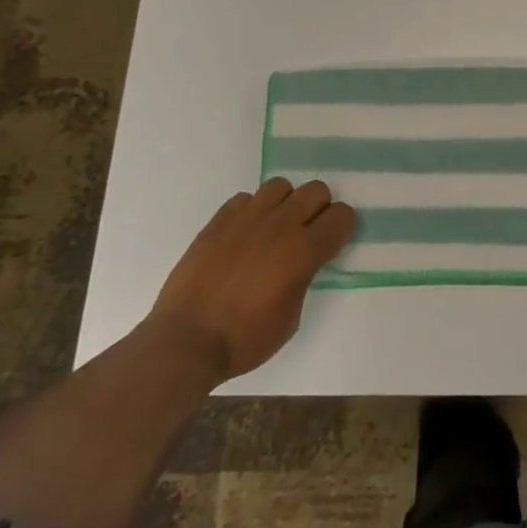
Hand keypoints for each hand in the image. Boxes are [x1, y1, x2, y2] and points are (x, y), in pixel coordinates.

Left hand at [147, 178, 355, 384]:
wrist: (185, 342)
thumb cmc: (244, 339)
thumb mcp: (291, 317)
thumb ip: (304, 278)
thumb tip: (303, 262)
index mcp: (303, 251)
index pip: (342, 215)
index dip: (341, 228)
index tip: (332, 243)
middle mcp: (280, 225)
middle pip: (316, 190)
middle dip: (319, 209)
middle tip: (307, 233)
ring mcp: (246, 219)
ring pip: (280, 186)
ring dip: (285, 203)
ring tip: (274, 228)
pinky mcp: (218, 222)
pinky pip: (245, 199)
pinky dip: (252, 211)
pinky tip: (245, 235)